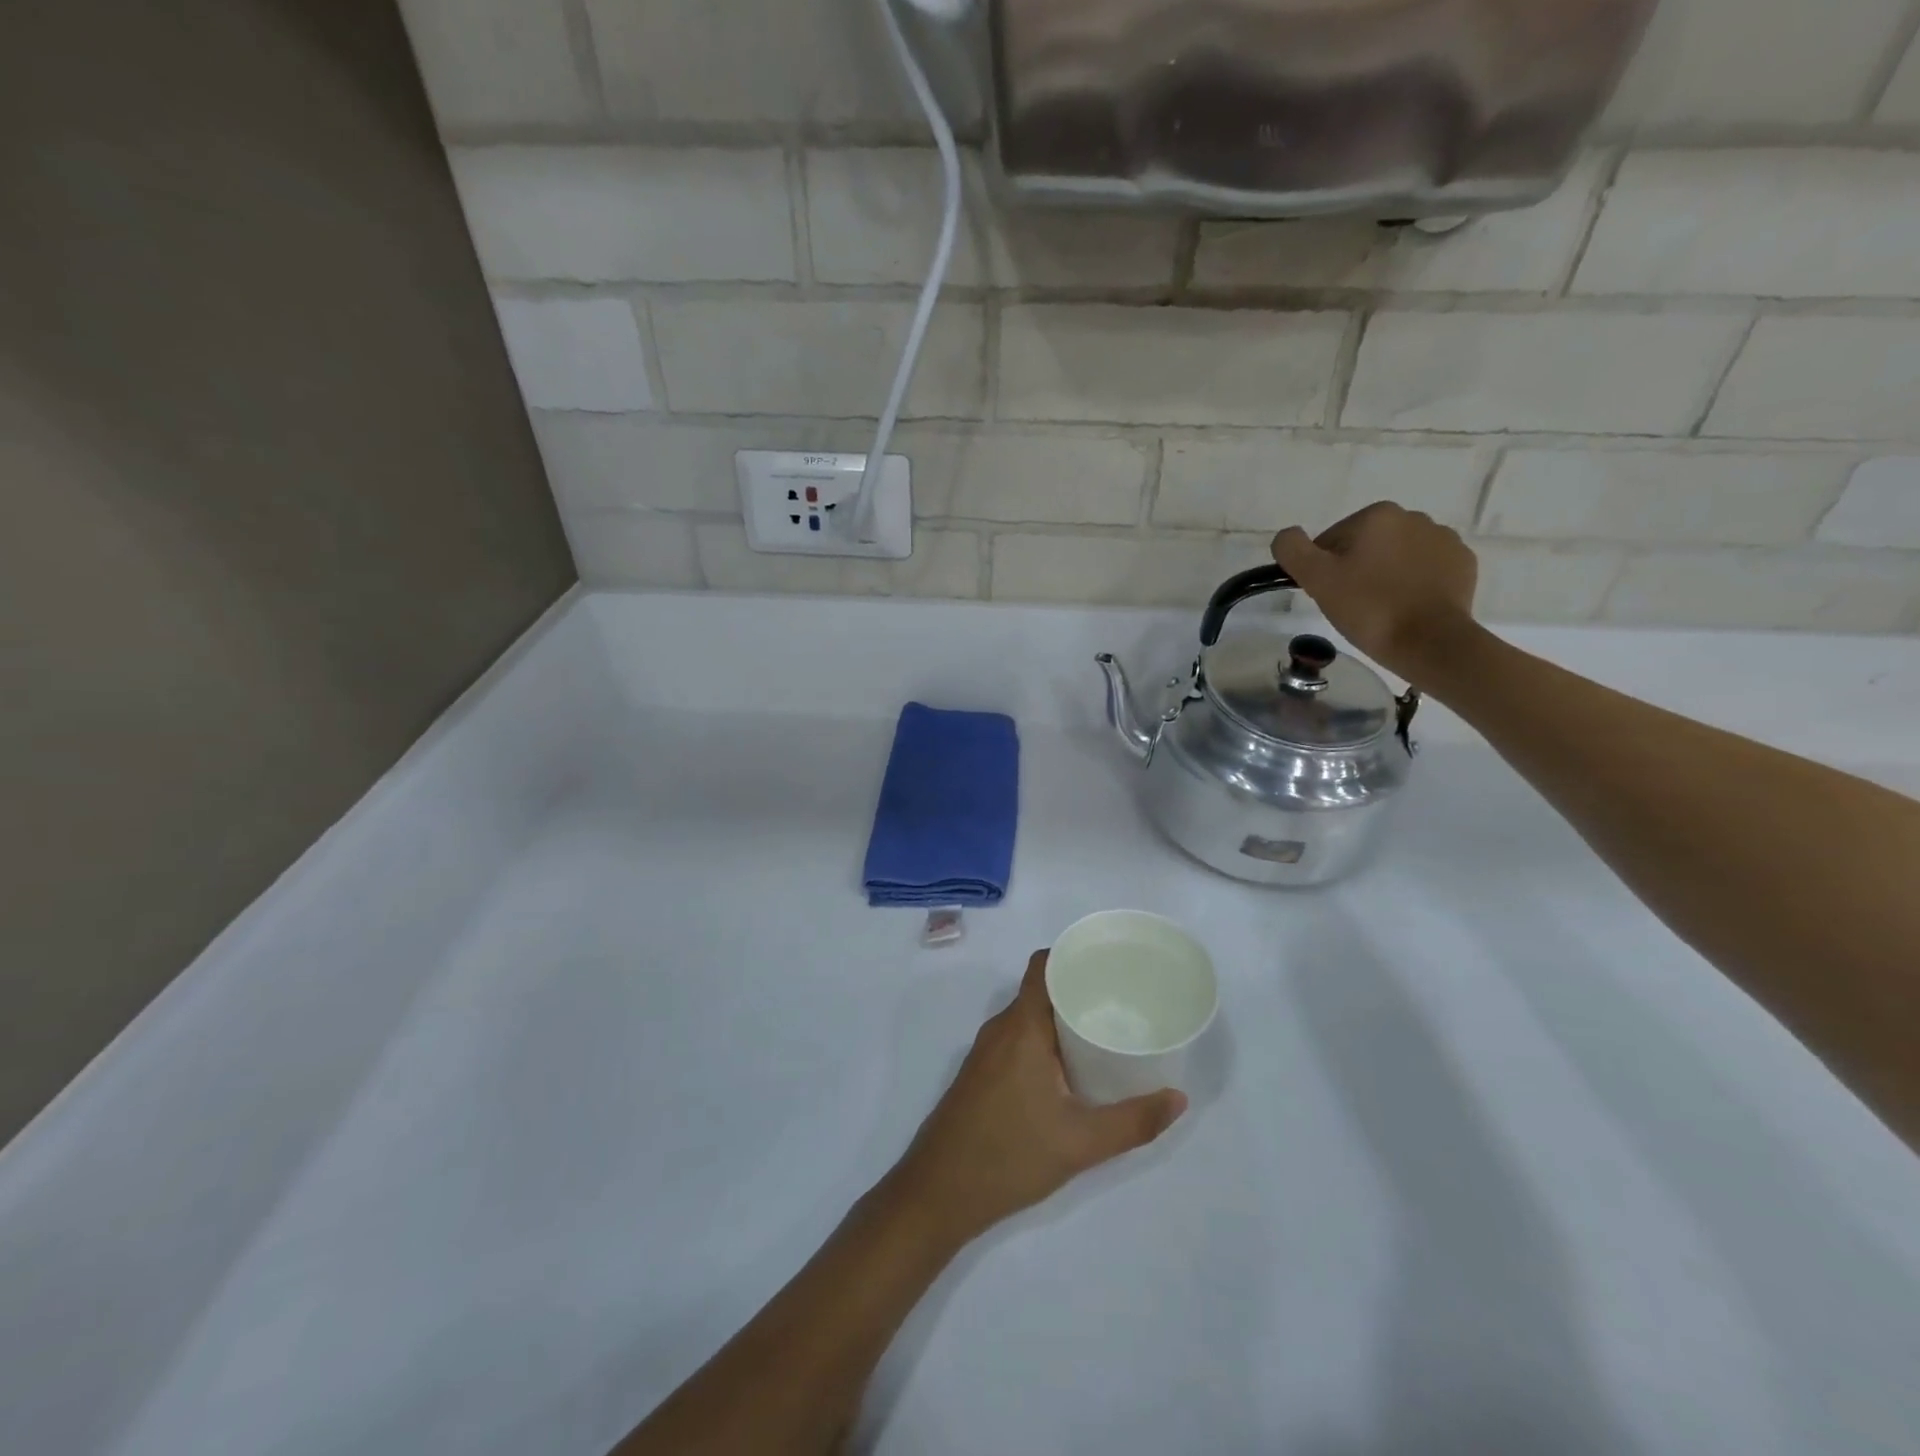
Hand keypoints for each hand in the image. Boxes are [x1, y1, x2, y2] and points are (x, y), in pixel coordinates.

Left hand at [887, 951, 1187, 1249]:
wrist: (937, 1193)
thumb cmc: (1009, 1155)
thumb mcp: (1081, 1143)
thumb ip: (1133, 1121)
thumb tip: (1179, 1099)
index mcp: (1021, 1026)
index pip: (1043, 966)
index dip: (1073, 955)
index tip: (1110, 962)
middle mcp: (1001, 1028)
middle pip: (1040, 989)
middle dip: (1079, 989)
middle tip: (1122, 1001)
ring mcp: (986, 1051)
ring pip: (1028, 1017)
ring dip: (1062, 1018)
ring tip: (1104, 1031)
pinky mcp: (981, 1074)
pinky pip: (1017, 1039)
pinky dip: (1044, 1040)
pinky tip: (1070, 1068)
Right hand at [1271, 503, 1481, 681]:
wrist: (1430, 642)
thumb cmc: (1369, 608)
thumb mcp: (1317, 579)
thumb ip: (1292, 549)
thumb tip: (1288, 536)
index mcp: (1377, 516)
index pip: (1331, 540)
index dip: (1323, 569)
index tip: (1329, 595)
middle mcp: (1414, 517)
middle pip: (1366, 545)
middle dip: (1356, 569)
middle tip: (1351, 605)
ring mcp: (1444, 539)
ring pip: (1397, 556)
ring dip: (1385, 575)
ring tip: (1381, 609)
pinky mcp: (1463, 564)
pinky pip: (1427, 569)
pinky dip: (1414, 584)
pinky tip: (1407, 607)